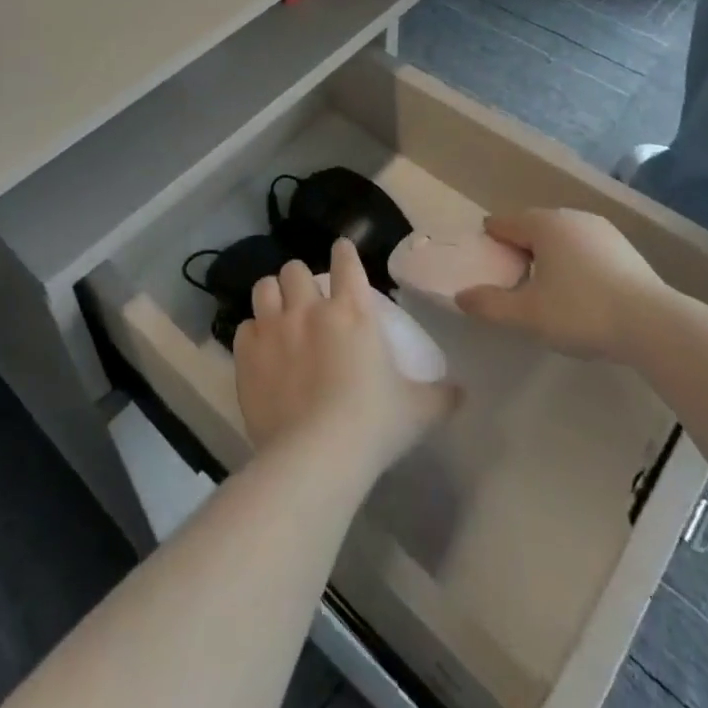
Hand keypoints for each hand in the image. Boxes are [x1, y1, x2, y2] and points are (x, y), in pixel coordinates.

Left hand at [234, 239, 459, 476]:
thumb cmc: (373, 425)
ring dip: (272, 296)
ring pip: (264, 287)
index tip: (342, 252)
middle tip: (306, 300)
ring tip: (278, 314)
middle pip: (295, 268)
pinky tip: (259, 350)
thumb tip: (463, 392)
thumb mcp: (417, 411)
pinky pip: (243, 327)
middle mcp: (310, 309)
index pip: (345, 261)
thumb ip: (441, 396)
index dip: (343, 252)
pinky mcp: (247, 354)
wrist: (317, 456)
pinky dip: (252, 334)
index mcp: (352, 311)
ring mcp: (274, 328)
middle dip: (300, 279)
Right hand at [455, 208, 667, 360]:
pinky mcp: (624, 247)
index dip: (490, 242)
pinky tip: (580, 290)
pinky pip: (585, 247)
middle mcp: (570, 215)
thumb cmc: (582, 312)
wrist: (654, 325)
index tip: (486, 265)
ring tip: (546, 288)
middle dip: (519, 248)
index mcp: (543, 223)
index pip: (503, 223)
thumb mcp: (528, 315)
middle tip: (513, 281)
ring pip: (561, 236)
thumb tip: (461, 297)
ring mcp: (601, 229)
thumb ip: (490, 305)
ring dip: (548, 255)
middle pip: (532, 227)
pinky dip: (575, 261)